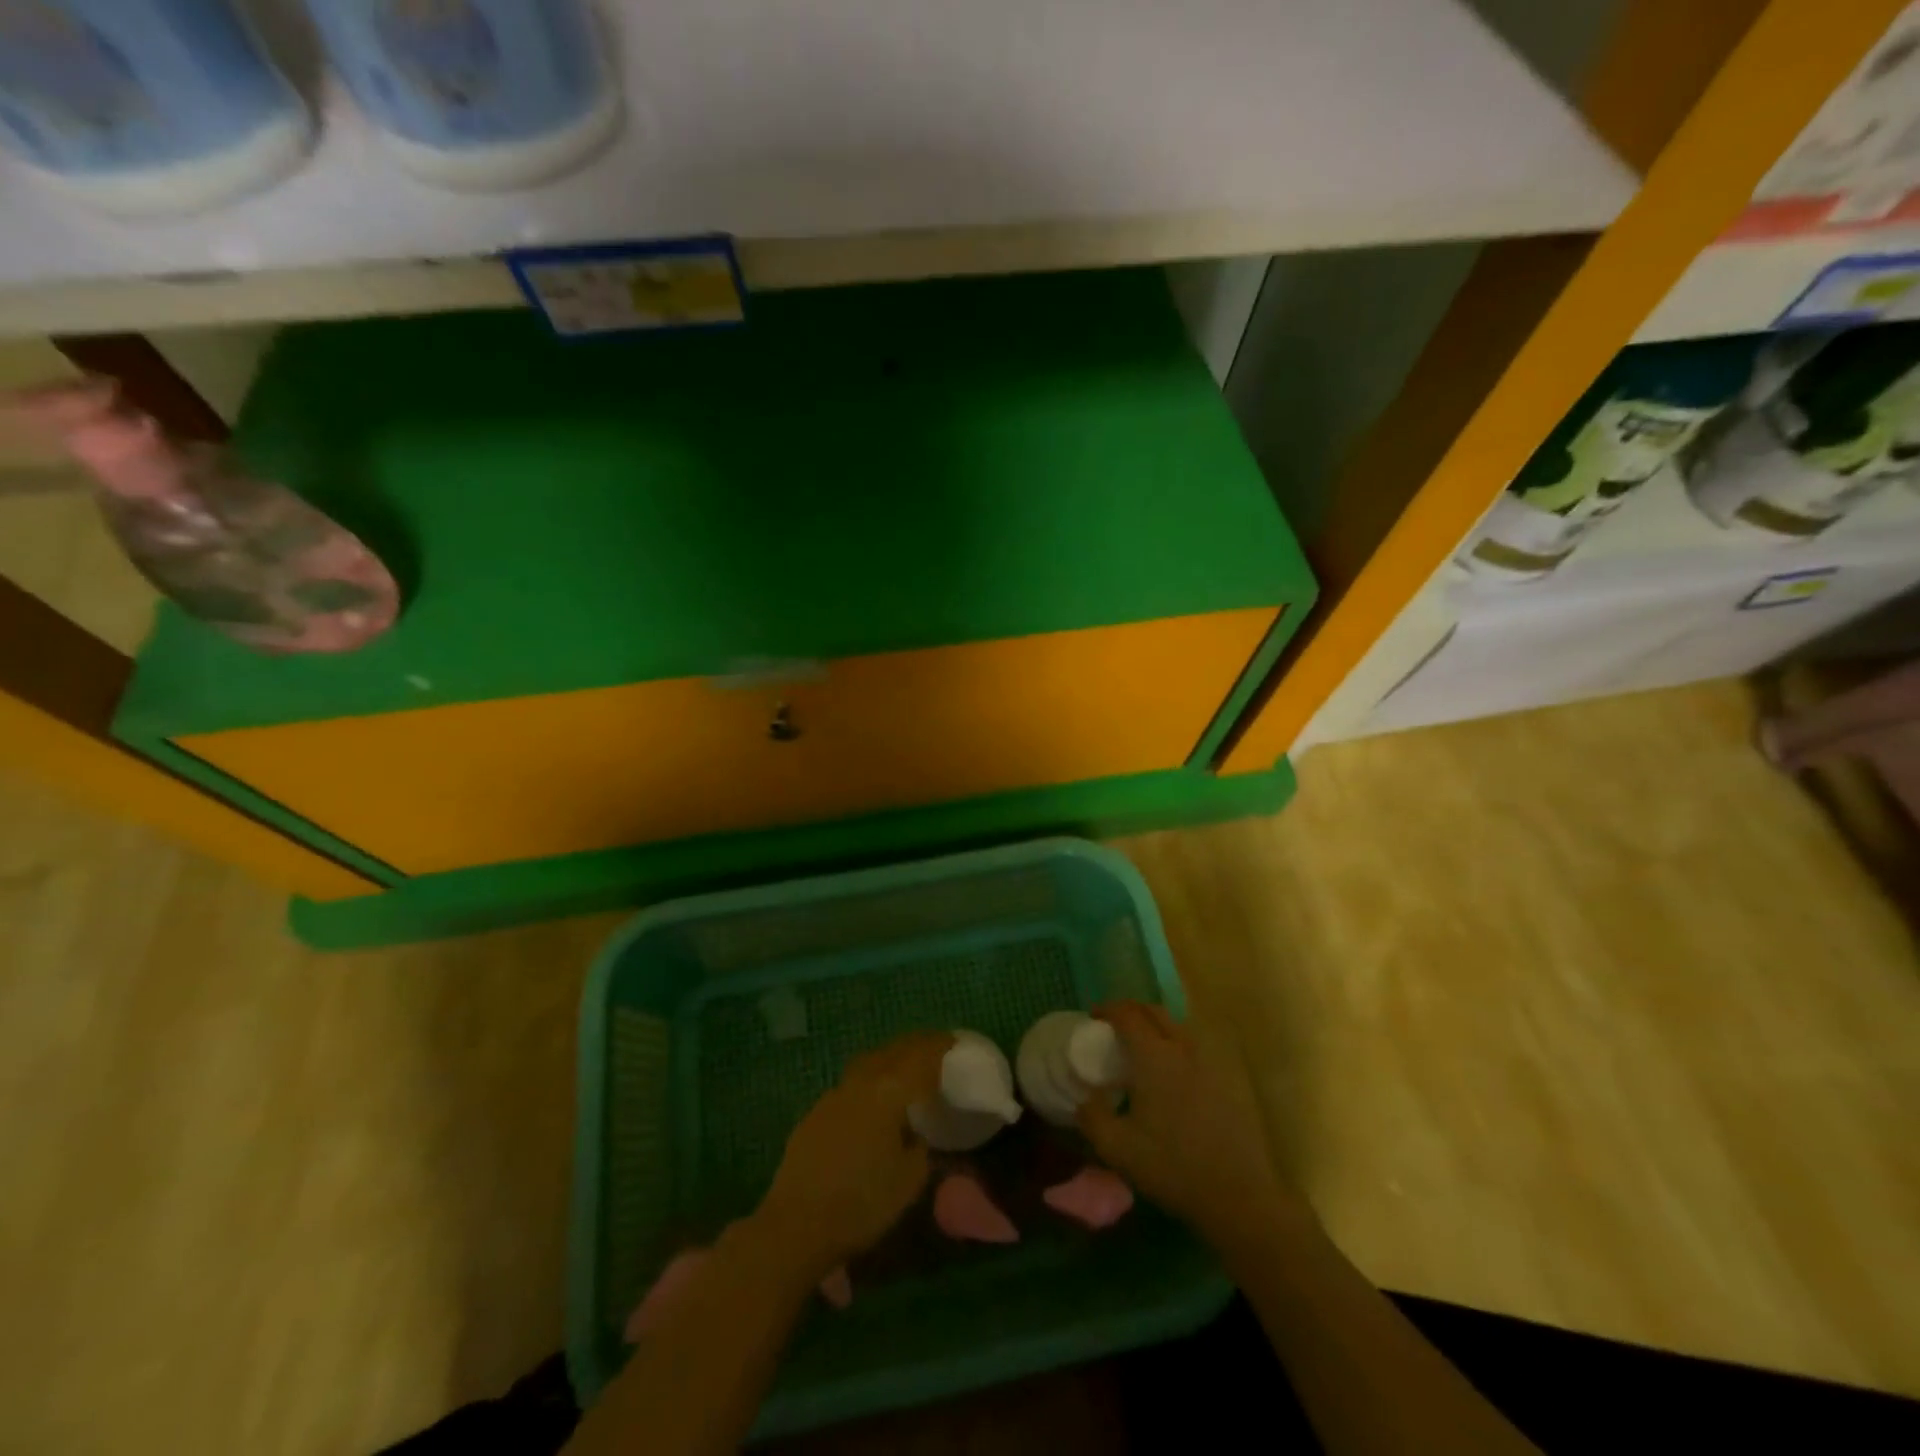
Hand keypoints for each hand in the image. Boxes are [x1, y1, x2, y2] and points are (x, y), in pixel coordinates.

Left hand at [754, 1031, 952, 1279]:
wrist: (796, 1224)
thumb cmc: (862, 1203)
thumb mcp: (909, 1181)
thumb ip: (920, 1148)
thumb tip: (917, 1135)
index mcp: (889, 1092)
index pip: (920, 1057)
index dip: (938, 1046)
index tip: (953, 1042)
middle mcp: (861, 1082)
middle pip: (893, 1051)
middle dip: (915, 1046)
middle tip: (934, 1049)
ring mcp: (834, 1094)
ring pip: (869, 1062)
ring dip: (889, 1059)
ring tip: (904, 1069)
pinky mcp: (816, 1112)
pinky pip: (851, 1084)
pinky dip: (868, 1081)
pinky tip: (871, 1101)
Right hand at [1077, 1001, 1291, 1238]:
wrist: (1237, 1195)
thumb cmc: (1172, 1167)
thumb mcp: (1117, 1148)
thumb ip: (1092, 1117)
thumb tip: (1085, 1099)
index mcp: (1154, 1056)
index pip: (1127, 1015)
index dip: (1107, 1009)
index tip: (1093, 1016)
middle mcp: (1182, 1049)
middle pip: (1155, 1012)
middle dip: (1131, 1011)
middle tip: (1114, 1027)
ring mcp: (1209, 1064)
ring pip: (1178, 1027)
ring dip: (1155, 1026)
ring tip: (1141, 1048)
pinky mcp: (1227, 1082)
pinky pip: (1195, 1049)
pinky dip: (1176, 1046)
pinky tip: (1170, 1074)